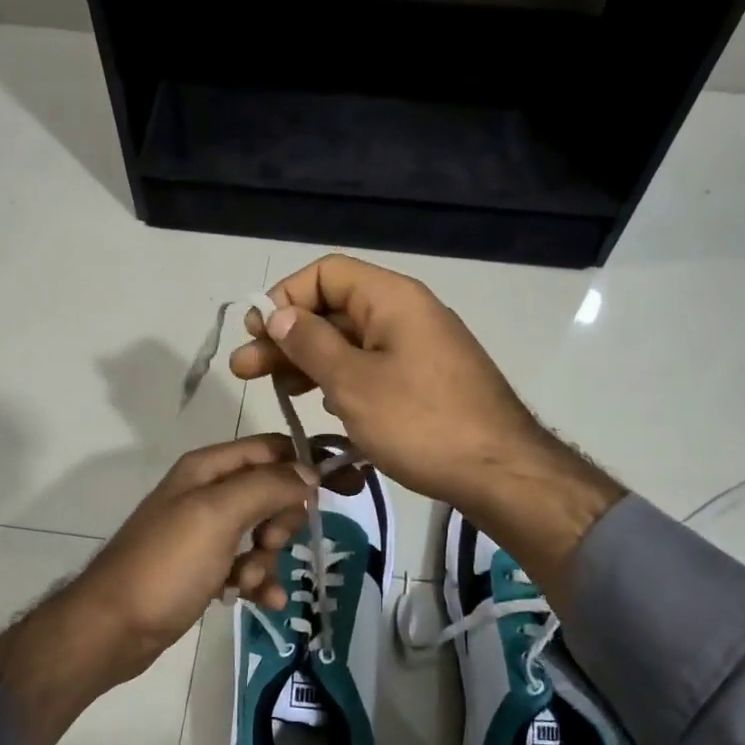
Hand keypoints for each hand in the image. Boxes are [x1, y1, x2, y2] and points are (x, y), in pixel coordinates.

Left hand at [0, 436, 324, 744]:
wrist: (114, 628)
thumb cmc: (167, 564)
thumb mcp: (218, 515)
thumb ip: (267, 486)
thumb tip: (310, 473)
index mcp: (208, 468)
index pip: (271, 448)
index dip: (305, 465)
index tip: (339, 490)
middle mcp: (208, 493)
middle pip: (272, 492)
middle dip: (282, 521)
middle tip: (270, 544)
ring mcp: (206, 532)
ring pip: (263, 533)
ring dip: (269, 558)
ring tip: (250, 580)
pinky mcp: (205, 567)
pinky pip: (248, 565)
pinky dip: (260, 580)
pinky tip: (265, 601)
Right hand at [229, 254, 544, 511]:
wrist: (499, 471)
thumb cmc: (420, 423)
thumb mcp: (353, 383)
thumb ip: (310, 344)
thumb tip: (279, 314)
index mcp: (392, 299)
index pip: (326, 274)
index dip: (285, 298)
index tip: (258, 335)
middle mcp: (406, 313)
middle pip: (335, 309)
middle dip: (288, 336)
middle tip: (245, 371)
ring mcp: (419, 349)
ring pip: (352, 342)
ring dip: (310, 361)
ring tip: (278, 391)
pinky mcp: (425, 382)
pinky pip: (373, 367)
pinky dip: (342, 380)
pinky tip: (322, 405)